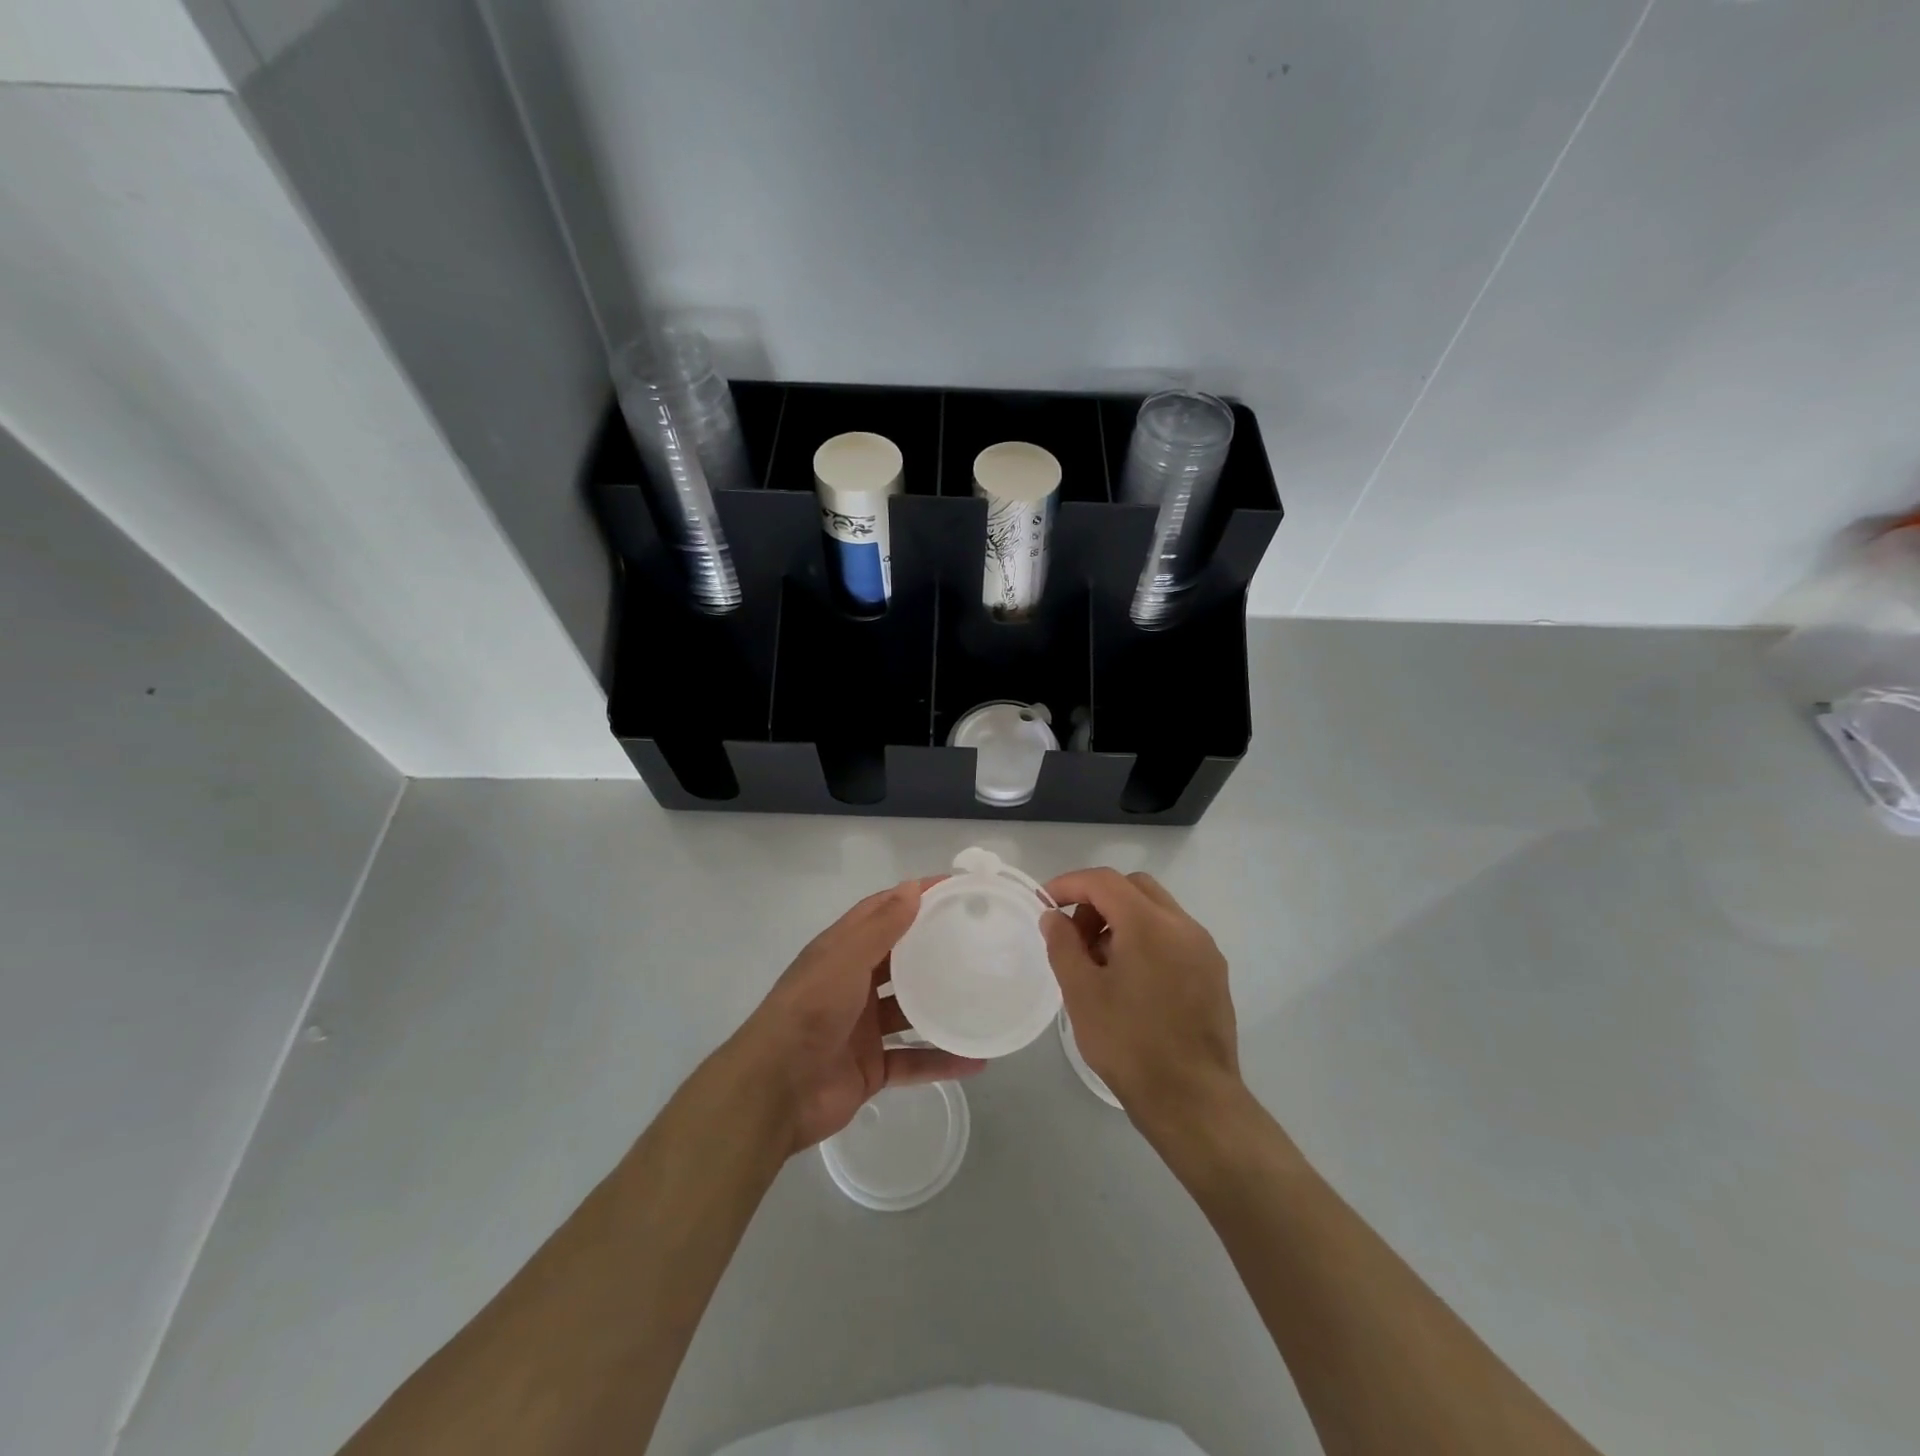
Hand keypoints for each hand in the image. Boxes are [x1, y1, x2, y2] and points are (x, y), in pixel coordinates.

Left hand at [733, 879, 984, 1153]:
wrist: (773, 1092)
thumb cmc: (808, 1012)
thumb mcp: (844, 960)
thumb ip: (880, 927)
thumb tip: (914, 886)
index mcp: (841, 952)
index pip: (882, 912)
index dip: (915, 897)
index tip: (956, 889)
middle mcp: (853, 984)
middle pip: (900, 960)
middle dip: (934, 949)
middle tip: (980, 940)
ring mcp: (863, 1028)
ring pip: (911, 1011)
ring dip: (942, 1005)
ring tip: (985, 995)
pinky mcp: (871, 1067)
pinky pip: (913, 1060)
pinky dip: (941, 1060)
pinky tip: (976, 1059)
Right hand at [1041, 869, 1241, 1128]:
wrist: (1194, 1101)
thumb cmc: (1130, 1044)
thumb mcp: (1082, 993)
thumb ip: (1063, 945)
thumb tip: (1054, 917)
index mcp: (1149, 924)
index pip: (1104, 881)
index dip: (1069, 884)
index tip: (1044, 902)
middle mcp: (1183, 925)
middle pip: (1134, 888)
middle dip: (1098, 900)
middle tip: (1075, 936)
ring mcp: (1204, 948)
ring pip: (1156, 910)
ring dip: (1123, 919)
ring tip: (1100, 963)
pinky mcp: (1214, 972)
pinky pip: (1174, 935)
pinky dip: (1146, 938)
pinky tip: (1131, 980)